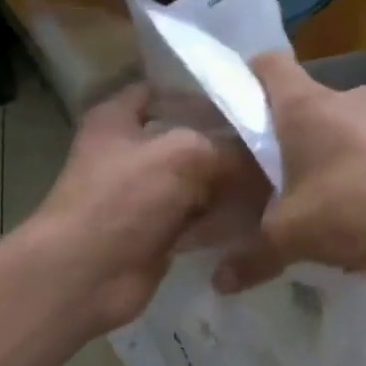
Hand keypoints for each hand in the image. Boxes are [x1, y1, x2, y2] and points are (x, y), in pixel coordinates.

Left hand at [29, 81, 256, 332]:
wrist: (86, 276)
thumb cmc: (123, 201)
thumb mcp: (183, 156)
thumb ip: (230, 150)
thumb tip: (266, 160)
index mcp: (119, 118)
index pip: (165, 89)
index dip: (205, 92)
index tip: (251, 100)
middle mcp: (131, 153)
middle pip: (190, 140)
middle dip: (229, 145)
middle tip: (279, 147)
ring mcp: (144, 197)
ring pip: (198, 184)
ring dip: (231, 187)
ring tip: (278, 183)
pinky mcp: (158, 235)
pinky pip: (199, 221)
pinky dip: (223, 220)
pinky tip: (259, 218)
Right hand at [215, 51, 365, 291]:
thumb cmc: (358, 208)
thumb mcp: (293, 238)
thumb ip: (253, 257)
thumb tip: (220, 283)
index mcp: (307, 107)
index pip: (267, 64)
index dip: (245, 78)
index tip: (236, 110)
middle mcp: (350, 97)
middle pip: (307, 106)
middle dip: (289, 140)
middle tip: (276, 181)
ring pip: (346, 130)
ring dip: (331, 160)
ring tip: (325, 206)